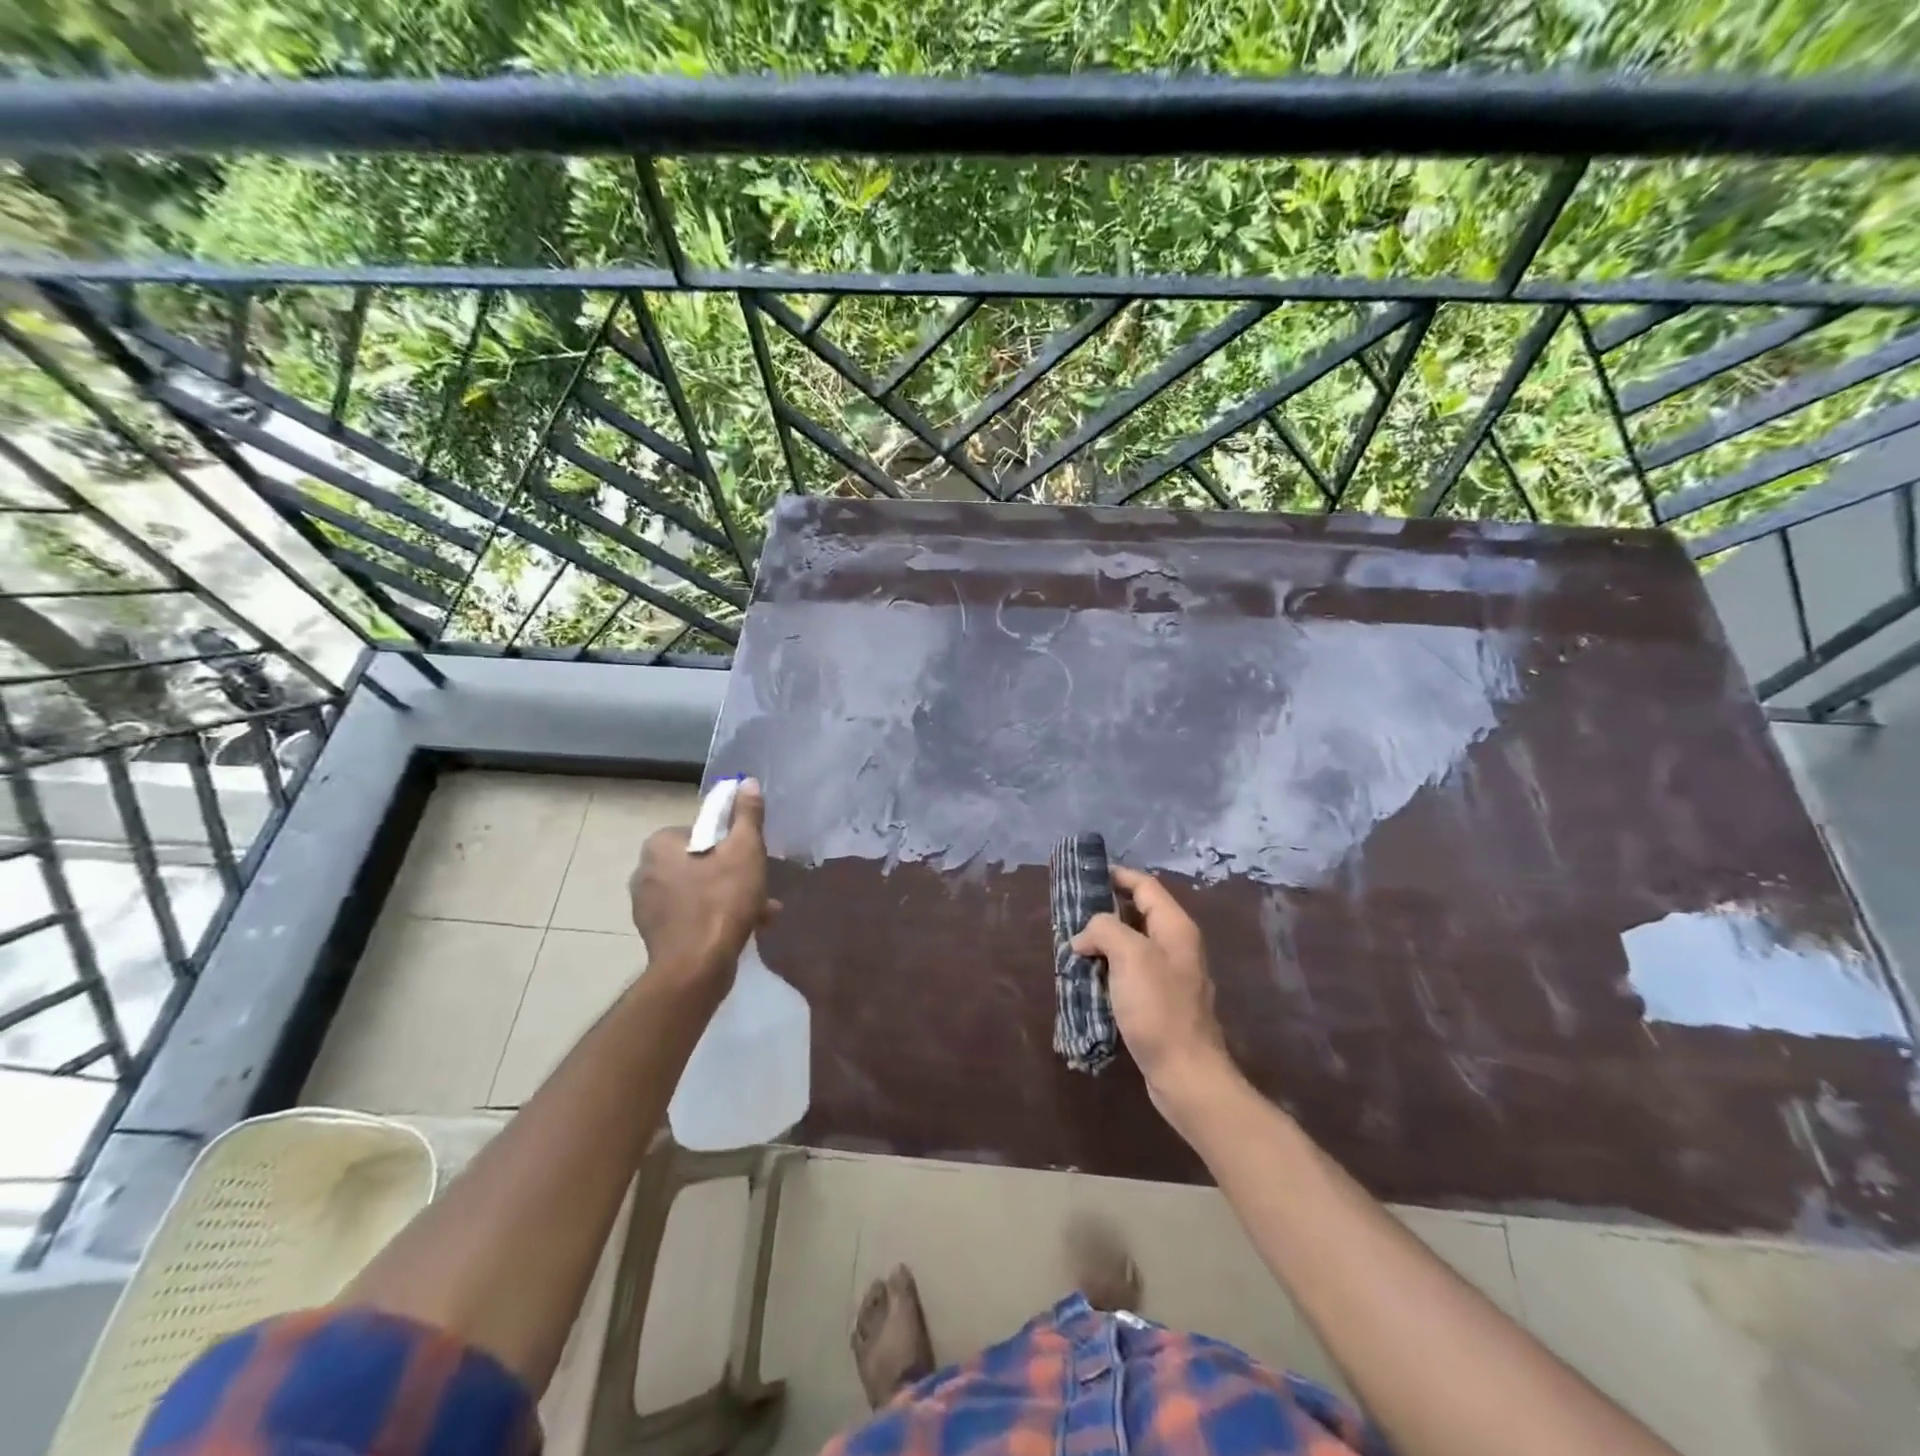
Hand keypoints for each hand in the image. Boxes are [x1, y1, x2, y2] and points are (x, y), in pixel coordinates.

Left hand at [629, 779, 774, 1004]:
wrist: (696, 970)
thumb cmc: (721, 901)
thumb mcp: (745, 850)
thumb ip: (747, 815)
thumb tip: (745, 782)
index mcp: (659, 846)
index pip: (700, 830)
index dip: (730, 841)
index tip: (751, 856)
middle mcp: (645, 872)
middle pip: (701, 861)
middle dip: (734, 873)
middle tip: (762, 887)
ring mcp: (647, 906)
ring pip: (699, 890)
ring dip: (731, 897)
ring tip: (763, 913)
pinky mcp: (655, 934)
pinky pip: (692, 915)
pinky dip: (716, 918)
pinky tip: (746, 929)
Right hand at [1072, 867, 1234, 1119]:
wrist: (1185, 1074)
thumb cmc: (1159, 1009)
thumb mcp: (1129, 956)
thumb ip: (1105, 930)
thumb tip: (1084, 937)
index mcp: (1175, 927)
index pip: (1145, 886)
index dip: (1117, 875)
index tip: (1086, 875)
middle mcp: (1176, 945)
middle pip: (1138, 913)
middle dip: (1104, 910)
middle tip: (1071, 912)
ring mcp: (1170, 975)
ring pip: (1131, 944)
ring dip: (1103, 942)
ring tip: (1072, 946)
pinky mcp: (1160, 1002)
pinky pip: (1130, 972)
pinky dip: (1108, 968)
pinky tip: (1087, 979)